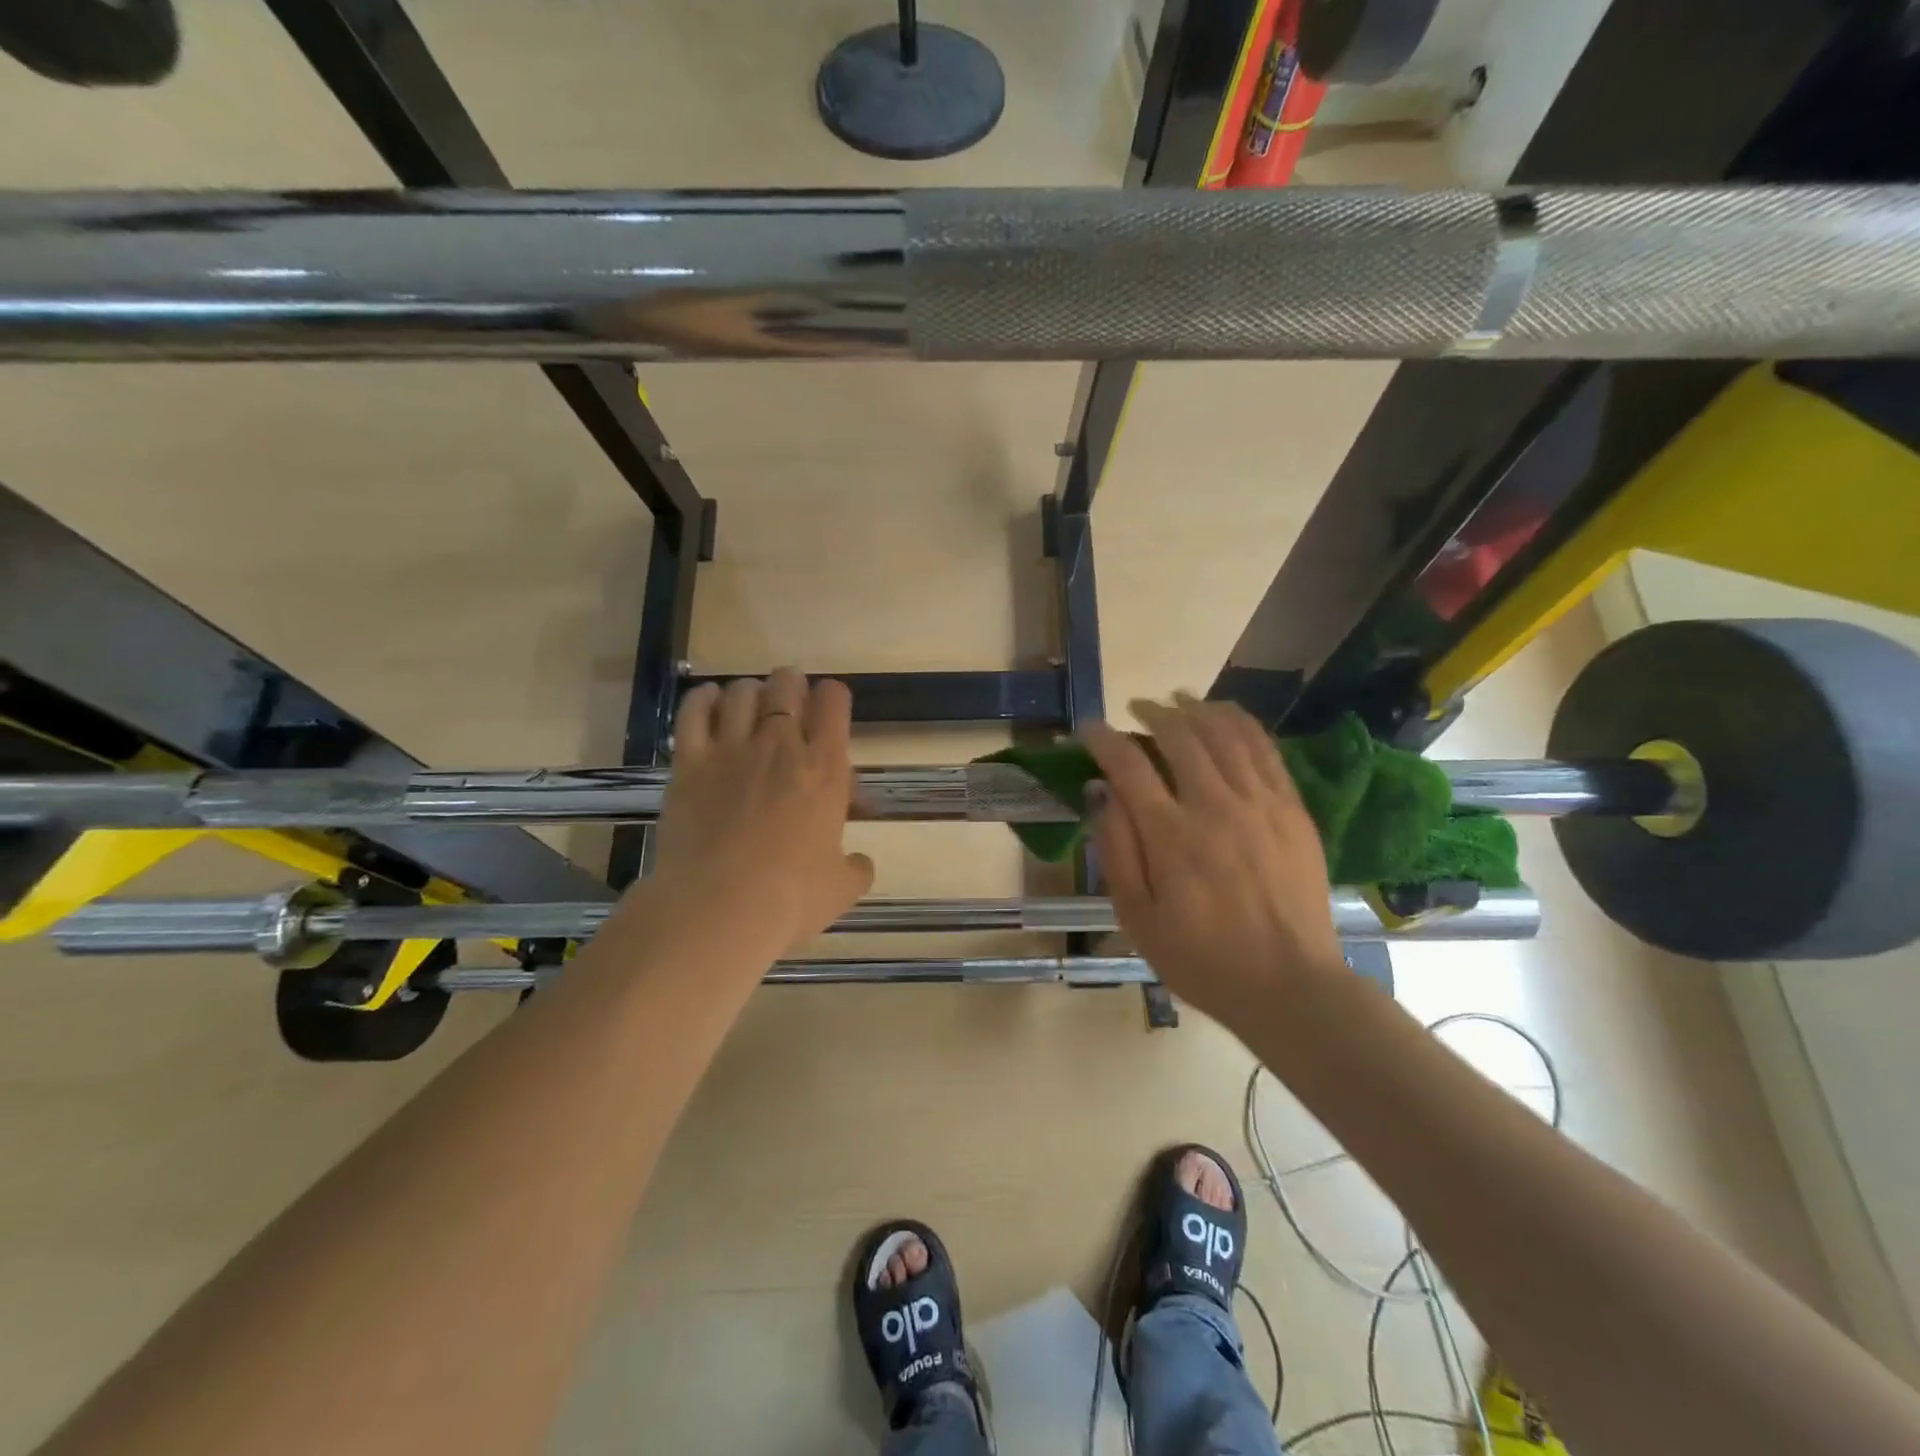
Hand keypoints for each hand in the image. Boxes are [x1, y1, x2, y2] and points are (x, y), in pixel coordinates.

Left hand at [642, 670, 873, 957]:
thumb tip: (859, 864)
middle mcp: (780, 746)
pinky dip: (703, 698)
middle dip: (791, 685)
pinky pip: (694, 712)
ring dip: (751, 692)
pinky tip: (709, 699)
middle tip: (790, 701)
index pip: (834, 703)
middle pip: (787, 685)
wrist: (718, 909)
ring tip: (751, 704)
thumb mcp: (841, 888)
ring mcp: (731, 750)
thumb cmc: (790, 899)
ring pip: (741, 692)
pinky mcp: (689, 763)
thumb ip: (855, 868)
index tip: (829, 708)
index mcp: (825, 769)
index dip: (833, 697)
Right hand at [1081, 695, 1345, 1028]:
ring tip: (1179, 702)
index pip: (1129, 765)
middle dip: (1152, 714)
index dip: (1104, 739)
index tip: (1089, 730)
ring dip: (1197, 709)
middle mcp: (1216, 807)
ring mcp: (1262, 804)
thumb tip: (1101, 793)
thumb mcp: (1137, 918)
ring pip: (1226, 733)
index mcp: (1172, 836)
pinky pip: (1266, 750)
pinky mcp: (1293, 810)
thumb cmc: (1201, 958)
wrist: (1290, 986)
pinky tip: (1226, 717)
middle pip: (1181, 736)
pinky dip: (1242, 724)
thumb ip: (1116, 850)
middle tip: (1136, 710)